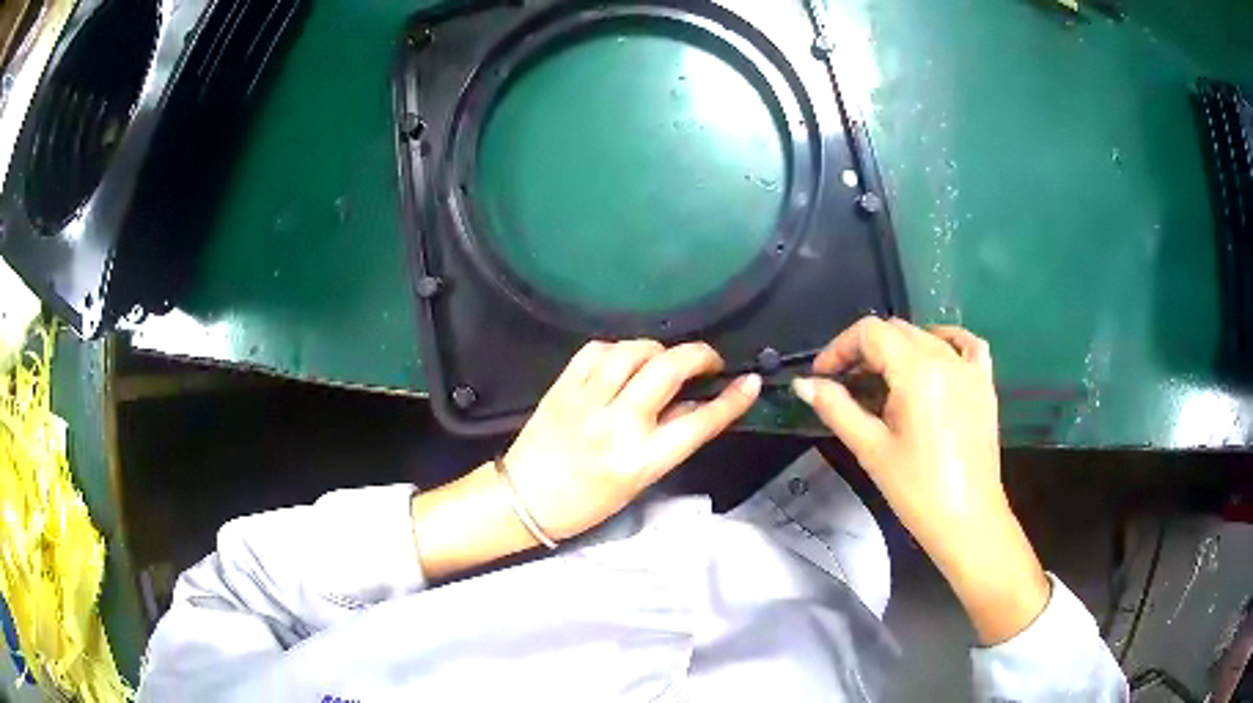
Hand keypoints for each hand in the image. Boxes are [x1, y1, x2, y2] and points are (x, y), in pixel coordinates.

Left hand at [412, 340, 760, 581]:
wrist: (525, 499)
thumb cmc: (588, 502)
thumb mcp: (640, 480)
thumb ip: (670, 441)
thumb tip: (697, 406)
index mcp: (642, 459)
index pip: (699, 422)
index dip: (732, 399)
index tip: (749, 381)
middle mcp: (618, 425)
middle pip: (669, 370)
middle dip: (699, 356)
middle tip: (708, 361)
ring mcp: (587, 401)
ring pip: (633, 351)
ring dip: (657, 349)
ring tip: (662, 360)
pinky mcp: (563, 387)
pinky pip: (596, 350)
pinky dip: (618, 349)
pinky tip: (623, 360)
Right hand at [792, 318, 1048, 643]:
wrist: (967, 520)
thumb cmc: (916, 490)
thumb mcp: (871, 449)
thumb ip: (836, 408)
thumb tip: (803, 384)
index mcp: (917, 371)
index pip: (871, 333)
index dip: (840, 348)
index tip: (822, 376)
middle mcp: (946, 358)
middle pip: (897, 330)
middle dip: (864, 350)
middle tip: (844, 383)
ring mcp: (970, 369)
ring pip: (926, 336)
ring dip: (898, 349)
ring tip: (882, 380)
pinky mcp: (984, 384)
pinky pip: (966, 344)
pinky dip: (945, 341)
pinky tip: (933, 355)